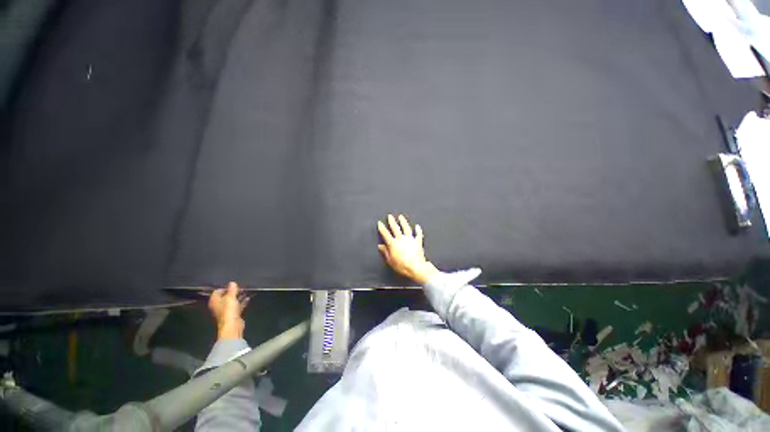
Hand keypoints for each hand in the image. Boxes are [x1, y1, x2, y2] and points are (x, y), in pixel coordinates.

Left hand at [209, 282, 249, 339]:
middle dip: (233, 292)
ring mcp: (226, 310)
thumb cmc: (228, 311)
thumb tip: (232, 283)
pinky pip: (238, 306)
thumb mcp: (230, 297)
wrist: (232, 325)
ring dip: (238, 296)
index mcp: (215, 301)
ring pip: (232, 301)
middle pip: (225, 296)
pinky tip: (248, 298)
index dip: (224, 288)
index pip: (217, 292)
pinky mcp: (233, 314)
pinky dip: (242, 302)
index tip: (232, 285)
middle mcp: (219, 305)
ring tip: (246, 291)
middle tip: (241, 287)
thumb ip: (232, 290)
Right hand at [377, 214, 440, 284]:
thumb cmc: (402, 266)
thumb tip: (380, 246)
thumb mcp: (390, 260)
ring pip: (406, 228)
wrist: (416, 267)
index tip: (379, 223)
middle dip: (392, 221)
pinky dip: (418, 230)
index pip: (386, 234)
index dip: (382, 228)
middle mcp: (401, 239)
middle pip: (395, 228)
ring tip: (401, 217)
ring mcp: (410, 239)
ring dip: (403, 222)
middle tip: (390, 216)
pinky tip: (417, 226)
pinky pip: (418, 234)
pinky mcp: (418, 242)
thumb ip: (385, 252)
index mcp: (393, 244)